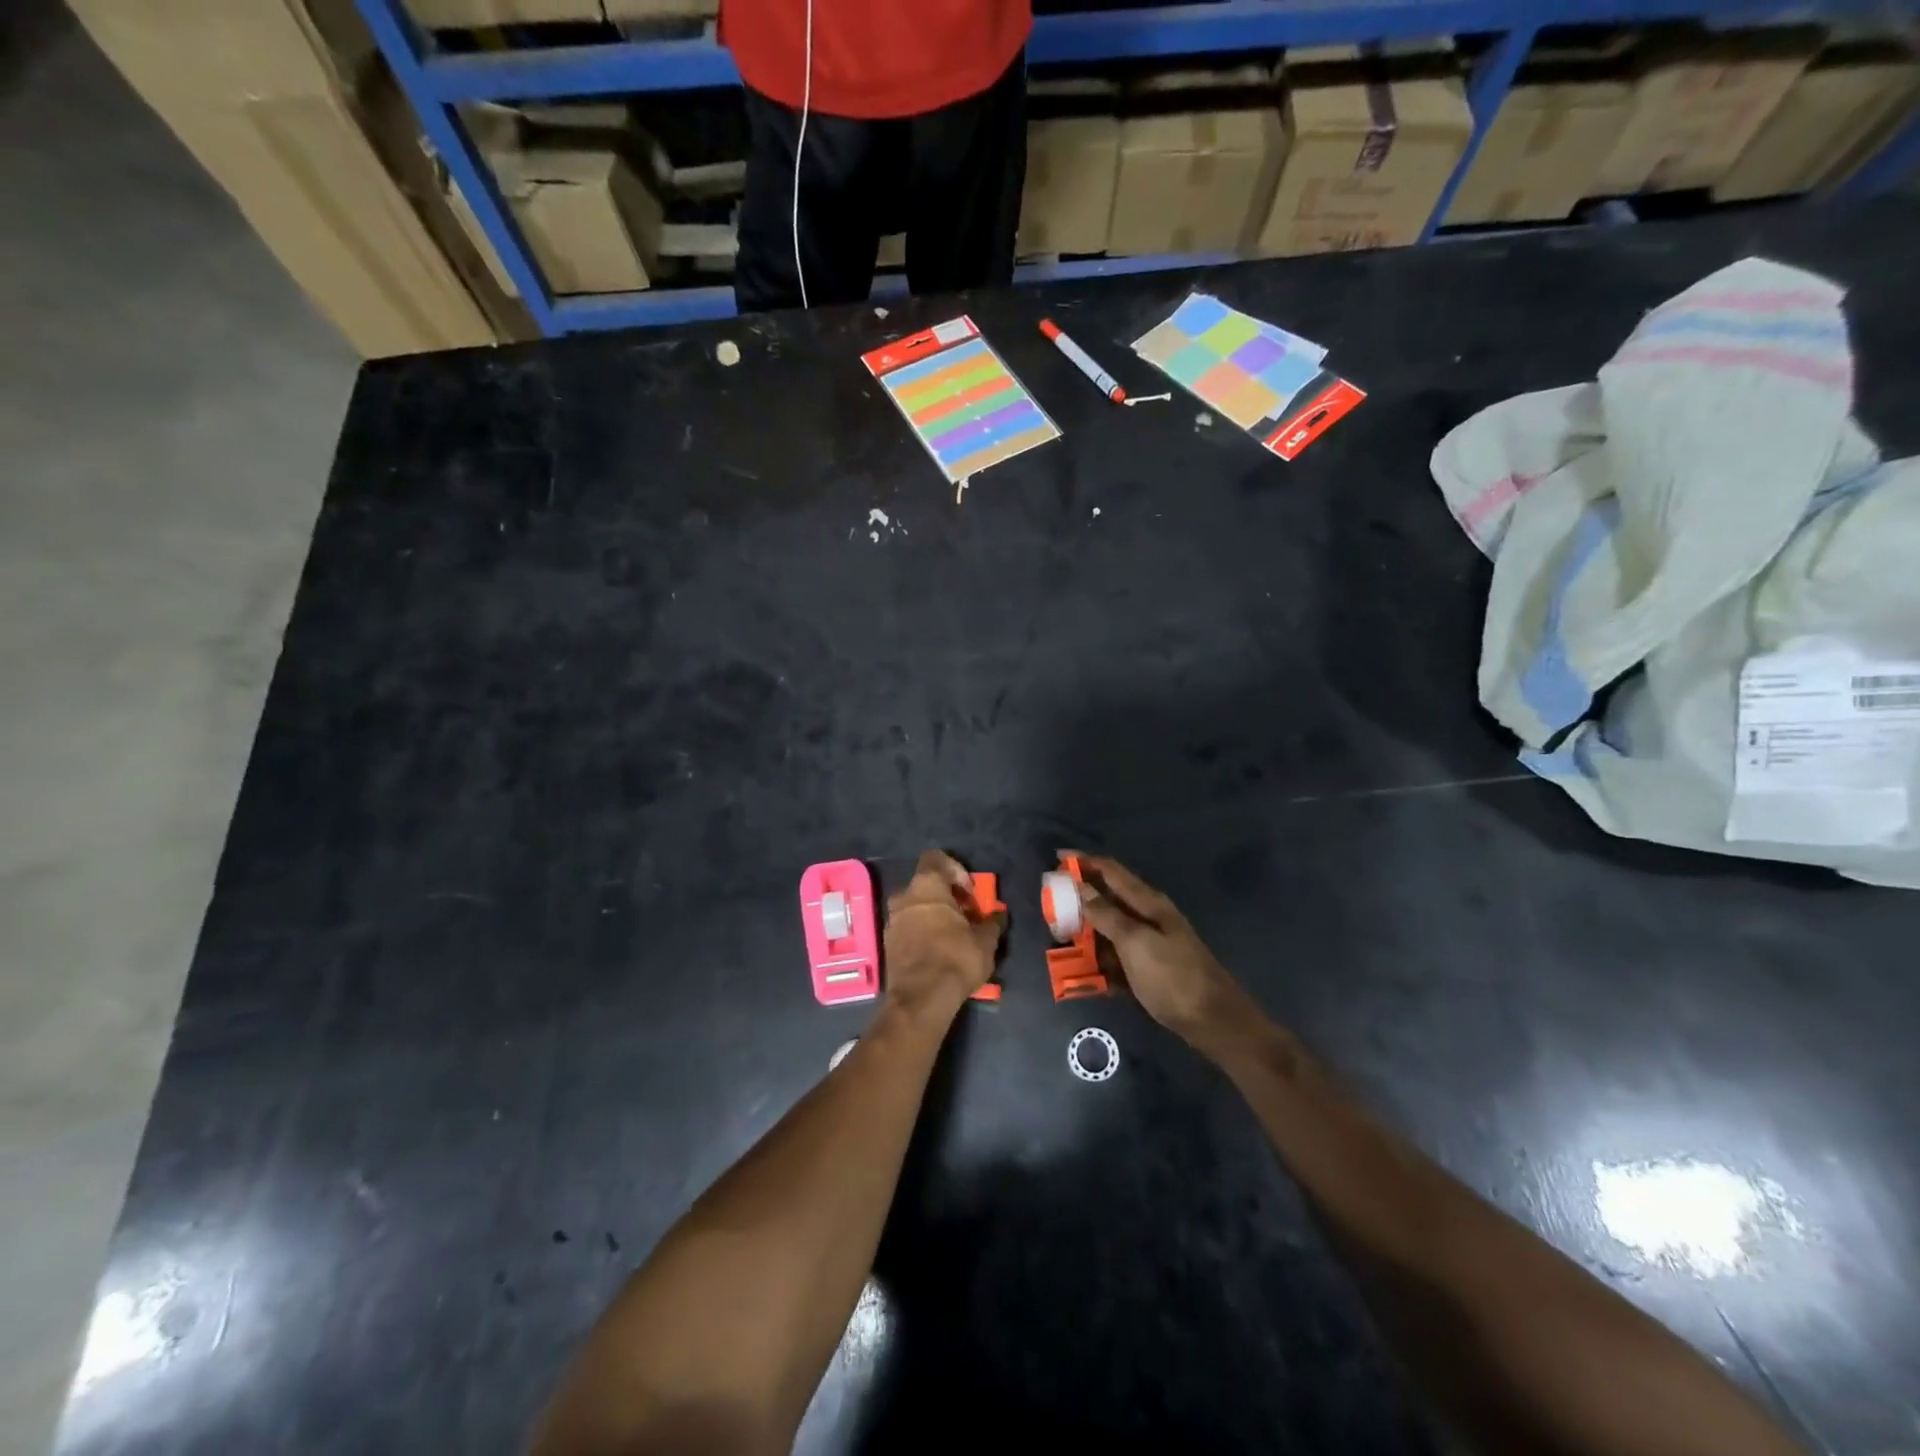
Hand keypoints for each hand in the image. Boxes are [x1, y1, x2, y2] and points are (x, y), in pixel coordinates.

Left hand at [883, 850, 1004, 1019]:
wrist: (921, 999)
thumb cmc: (956, 958)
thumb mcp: (985, 941)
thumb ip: (992, 922)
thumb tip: (997, 916)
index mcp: (926, 886)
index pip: (936, 858)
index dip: (956, 870)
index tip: (970, 893)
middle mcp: (904, 896)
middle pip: (926, 885)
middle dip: (946, 897)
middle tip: (966, 917)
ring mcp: (892, 921)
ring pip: (915, 908)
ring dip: (934, 916)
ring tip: (954, 937)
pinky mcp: (888, 944)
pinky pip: (908, 928)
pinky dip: (922, 933)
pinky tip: (939, 952)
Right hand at [1072, 853, 1259, 1054]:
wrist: (1214, 1022)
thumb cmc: (1173, 977)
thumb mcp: (1135, 943)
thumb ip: (1106, 914)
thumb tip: (1081, 886)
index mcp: (1148, 903)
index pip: (1111, 871)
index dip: (1084, 861)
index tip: (1057, 857)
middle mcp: (1149, 918)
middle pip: (1108, 900)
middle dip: (1079, 901)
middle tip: (1051, 908)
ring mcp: (1151, 946)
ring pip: (1110, 932)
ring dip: (1086, 936)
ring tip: (1061, 944)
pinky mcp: (1150, 971)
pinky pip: (1118, 960)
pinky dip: (1101, 964)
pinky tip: (1085, 977)